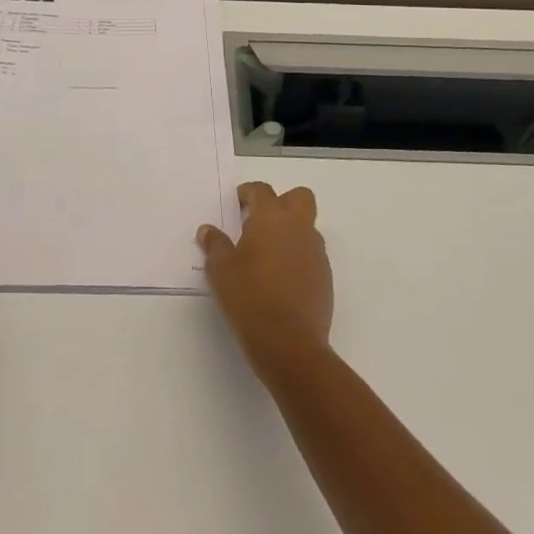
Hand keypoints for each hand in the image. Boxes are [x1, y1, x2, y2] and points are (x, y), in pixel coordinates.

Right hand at [199, 182, 332, 373]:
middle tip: (260, 222)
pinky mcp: (325, 277)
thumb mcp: (220, 270)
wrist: (289, 343)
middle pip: (299, 197)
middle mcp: (298, 228)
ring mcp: (316, 253)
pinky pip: (311, 255)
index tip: (238, 203)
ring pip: (307, 227)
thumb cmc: (249, 297)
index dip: (248, 193)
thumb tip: (208, 231)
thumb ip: (215, 245)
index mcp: (272, 218)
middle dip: (282, 202)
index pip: (262, 191)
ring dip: (291, 232)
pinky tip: (280, 280)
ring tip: (267, 256)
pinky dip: (298, 258)